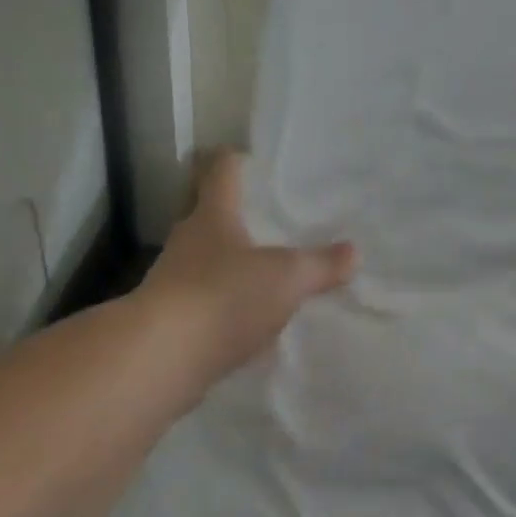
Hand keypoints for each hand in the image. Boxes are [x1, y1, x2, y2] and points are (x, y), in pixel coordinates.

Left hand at [139, 152, 356, 385]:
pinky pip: (206, 302)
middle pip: (210, 216)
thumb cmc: (225, 297)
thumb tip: (353, 252)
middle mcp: (188, 242)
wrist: (162, 358)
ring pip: (206, 261)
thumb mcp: (287, 278)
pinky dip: (225, 304)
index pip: (220, 172)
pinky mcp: (172, 320)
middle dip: (236, 215)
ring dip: (231, 263)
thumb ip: (321, 265)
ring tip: (266, 272)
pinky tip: (249, 319)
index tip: (250, 158)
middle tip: (271, 219)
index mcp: (213, 216)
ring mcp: (174, 281)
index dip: (235, 160)